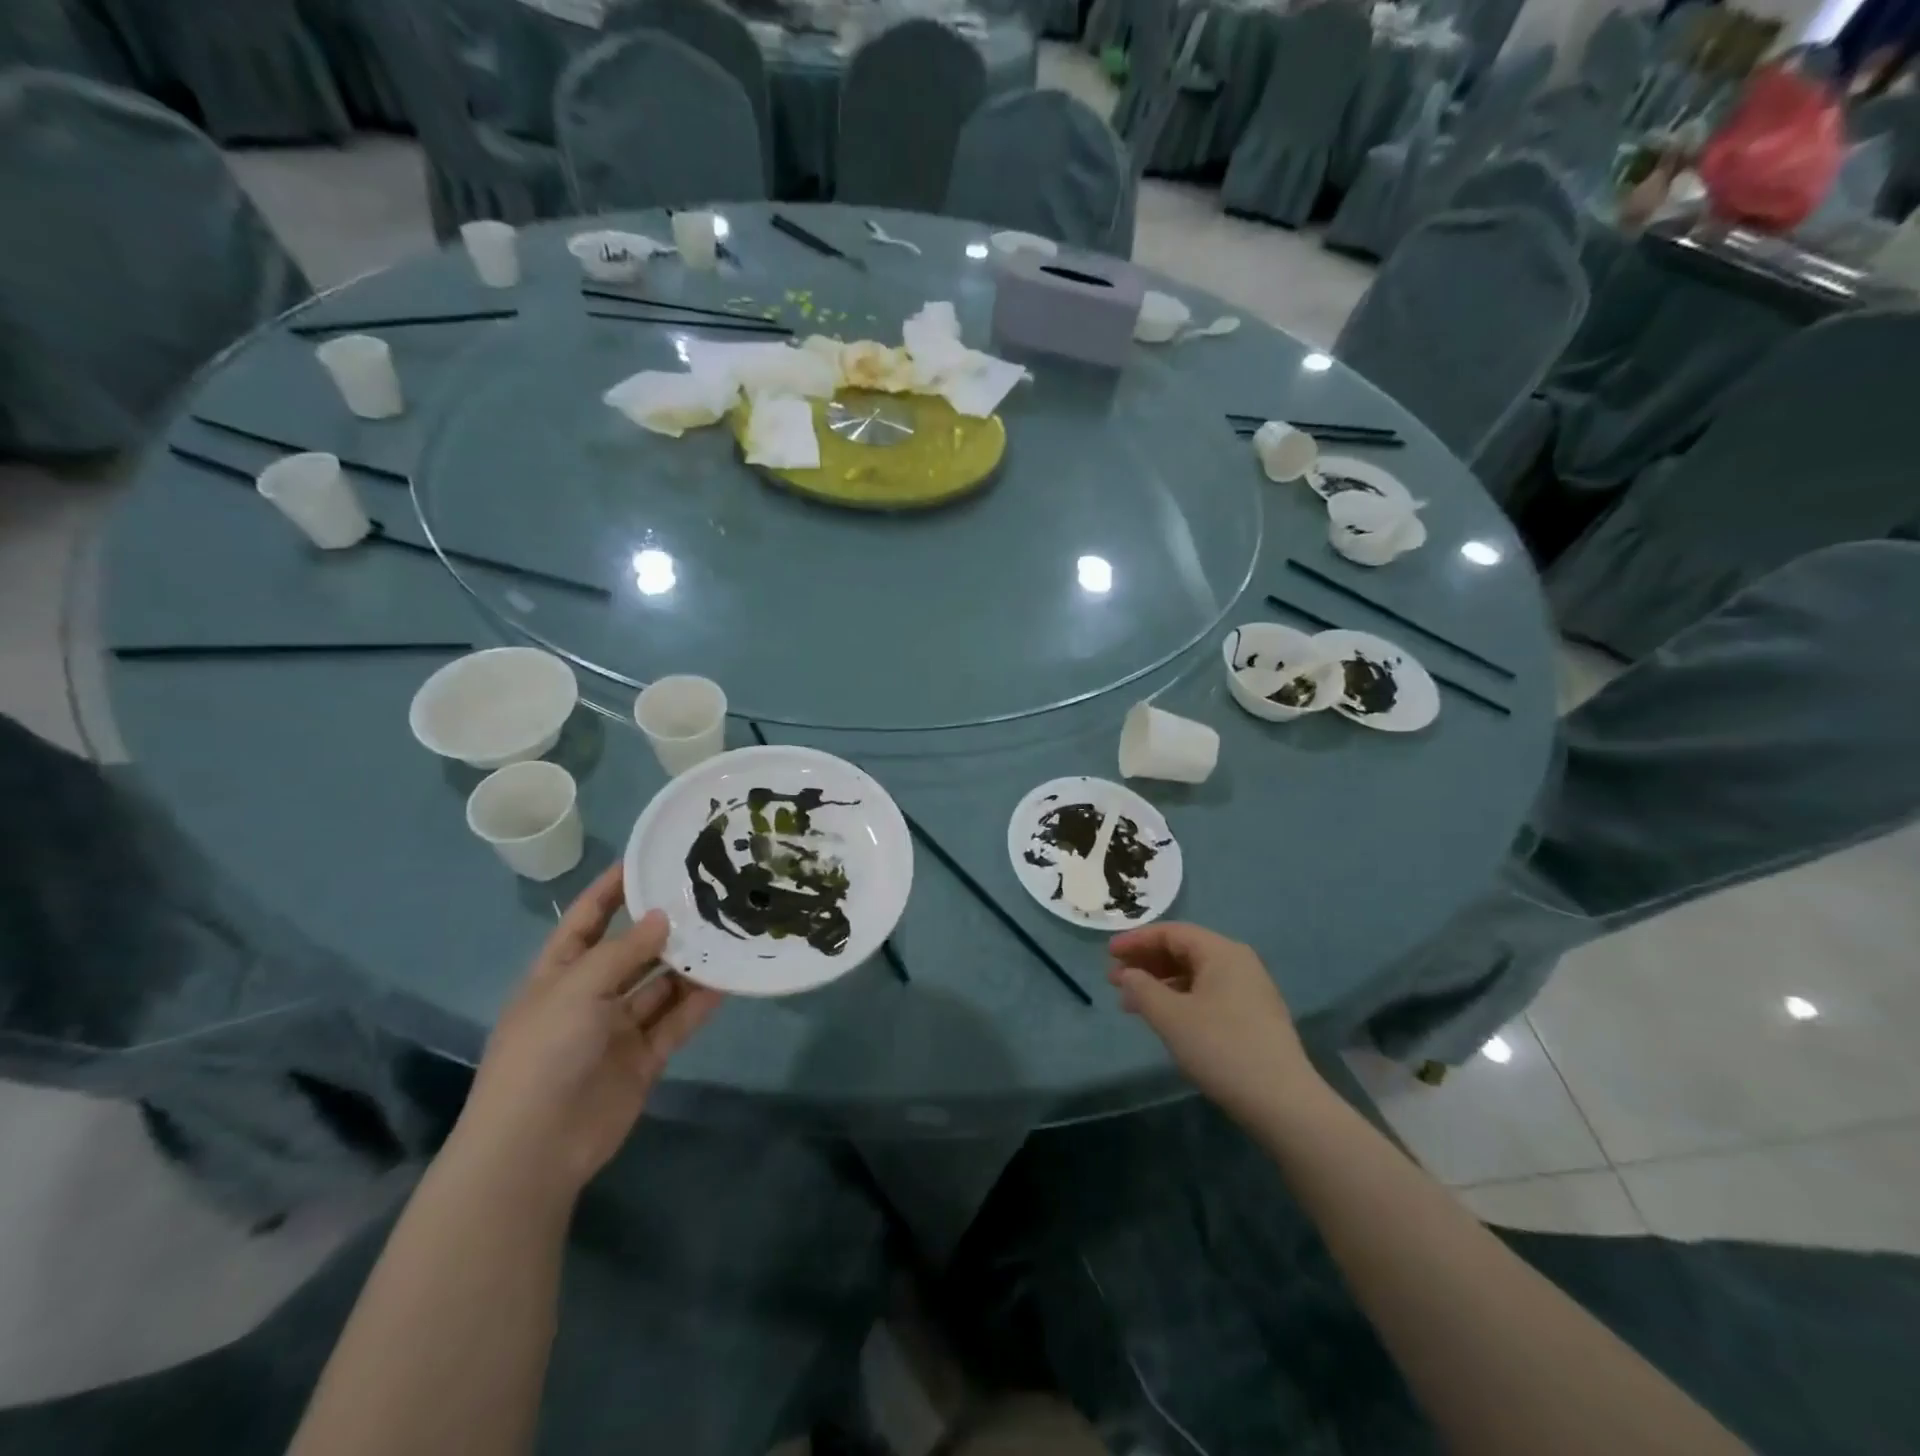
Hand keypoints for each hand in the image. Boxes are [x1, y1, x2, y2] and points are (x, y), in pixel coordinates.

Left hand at [453, 865, 723, 1197]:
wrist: (535, 1147)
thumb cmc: (544, 1052)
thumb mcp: (577, 988)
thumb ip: (624, 951)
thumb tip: (662, 916)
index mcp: (560, 973)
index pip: (587, 919)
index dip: (611, 889)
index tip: (647, 859)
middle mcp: (590, 995)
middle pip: (633, 951)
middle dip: (664, 927)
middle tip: (708, 896)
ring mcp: (618, 1028)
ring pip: (661, 985)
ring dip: (689, 964)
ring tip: (727, 933)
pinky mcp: (644, 1057)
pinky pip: (676, 1021)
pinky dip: (700, 1003)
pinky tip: (728, 980)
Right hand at [1108, 922, 1316, 1122]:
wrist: (1284, 1103)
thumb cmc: (1222, 1048)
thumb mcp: (1171, 1017)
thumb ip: (1142, 989)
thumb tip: (1127, 974)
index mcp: (1221, 952)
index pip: (1171, 933)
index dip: (1136, 940)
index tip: (1107, 955)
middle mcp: (1239, 962)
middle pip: (1184, 950)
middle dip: (1146, 962)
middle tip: (1114, 980)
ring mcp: (1250, 990)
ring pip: (1195, 974)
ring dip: (1160, 983)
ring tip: (1131, 1003)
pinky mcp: (1253, 1017)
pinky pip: (1208, 993)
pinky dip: (1180, 999)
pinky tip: (1164, 1019)